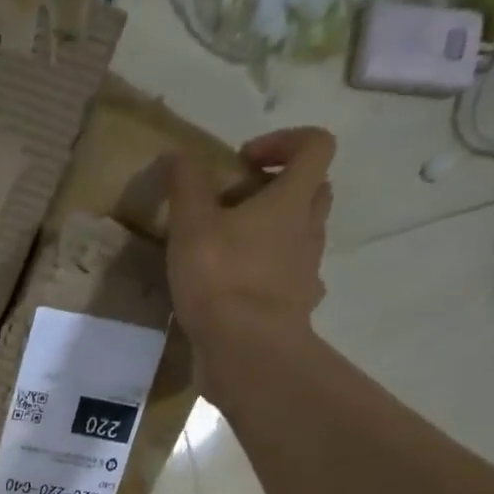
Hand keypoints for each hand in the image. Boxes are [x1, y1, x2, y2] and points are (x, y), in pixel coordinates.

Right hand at [165, 127, 335, 387]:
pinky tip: (244, 291)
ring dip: (276, 234)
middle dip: (280, 189)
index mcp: (292, 199)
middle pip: (313, 191)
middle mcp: (309, 230)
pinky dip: (274, 278)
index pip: (314, 146)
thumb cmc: (221, 280)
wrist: (246, 351)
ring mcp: (307, 272)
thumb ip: (186, 186)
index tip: (244, 161)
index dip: (284, 141)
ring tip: (234, 251)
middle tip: (239, 205)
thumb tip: (179, 153)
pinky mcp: (296, 309)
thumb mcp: (191, 226)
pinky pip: (292, 282)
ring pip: (302, 237)